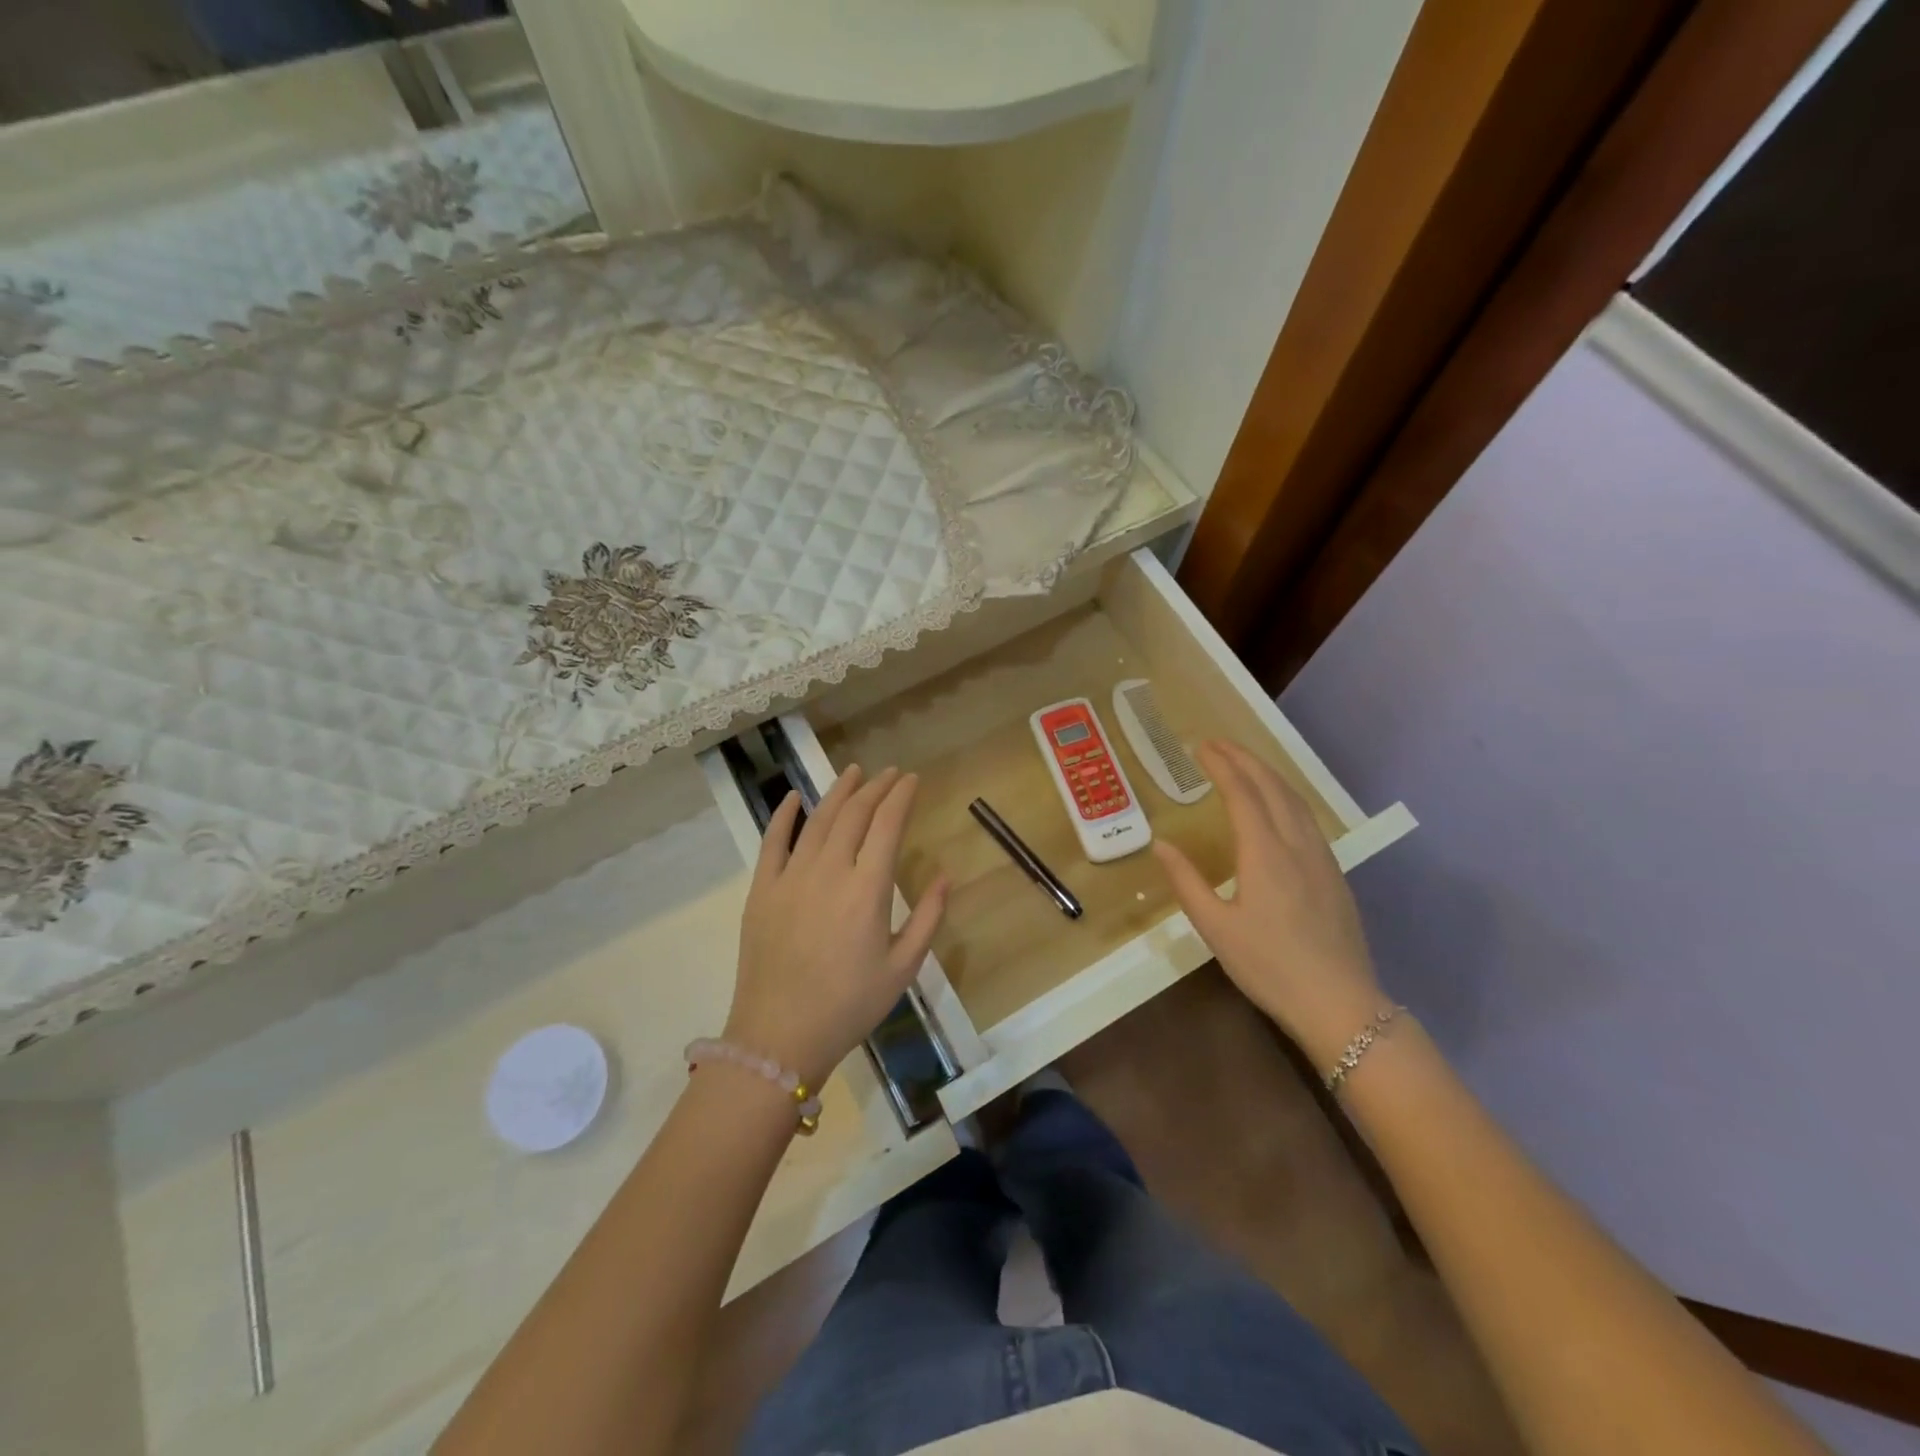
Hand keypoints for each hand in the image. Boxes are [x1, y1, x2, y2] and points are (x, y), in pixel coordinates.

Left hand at [725, 766, 947, 1089]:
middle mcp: (829, 870)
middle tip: (890, 773)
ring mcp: (791, 876)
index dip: (901, 796)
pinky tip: (795, 797)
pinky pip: (772, 841)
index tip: (912, 779)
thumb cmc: (850, 1005)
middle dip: (875, 787)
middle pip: (854, 813)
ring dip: (838, 792)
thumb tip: (945, 876)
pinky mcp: (762, 889)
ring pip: (817, 819)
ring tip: (854, 772)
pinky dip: (784, 815)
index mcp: (868, 889)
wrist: (780, 1036)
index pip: (887, 824)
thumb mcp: (903, 968)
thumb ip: (928, 918)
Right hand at [1153, 740, 1390, 1068]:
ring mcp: (1321, 858)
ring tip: (1245, 764)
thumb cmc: (1269, 966)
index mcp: (1264, 853)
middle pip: (1272, 787)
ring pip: (1296, 800)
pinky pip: (1308, 819)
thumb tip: (1161, 844)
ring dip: (1268, 774)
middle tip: (1218, 743)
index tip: (1200, 746)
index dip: (1221, 765)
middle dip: (1245, 759)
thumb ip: (1186, 882)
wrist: (1340, 1004)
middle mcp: (1296, 844)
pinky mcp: (1334, 874)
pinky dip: (1286, 796)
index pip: (1241, 793)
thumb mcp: (1215, 928)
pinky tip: (1279, 806)